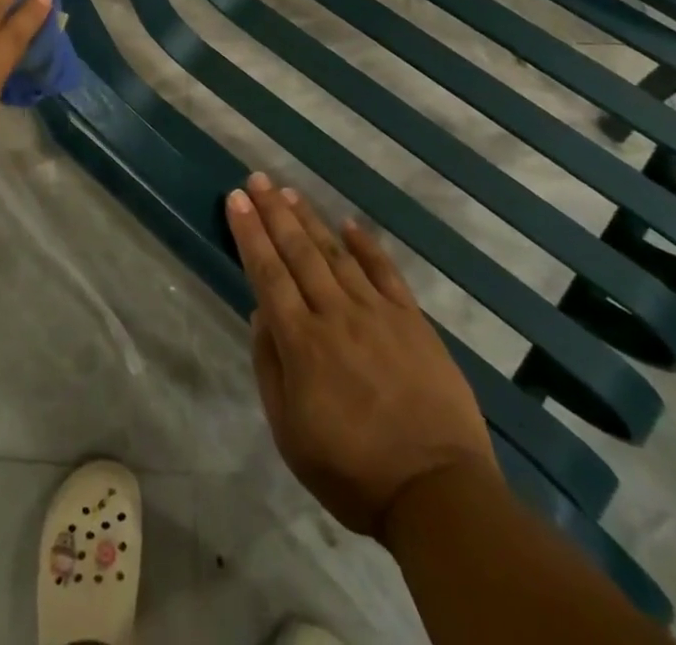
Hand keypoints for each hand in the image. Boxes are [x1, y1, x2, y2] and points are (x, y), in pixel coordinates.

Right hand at [226, 174, 497, 536]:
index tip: (236, 199)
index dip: (250, 233)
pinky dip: (366, 245)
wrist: (439, 495)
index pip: (267, 273)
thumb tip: (260, 314)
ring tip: (290, 191)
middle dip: (274, 212)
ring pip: (336, 254)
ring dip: (310, 219)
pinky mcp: (413, 322)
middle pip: (298, 252)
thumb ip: (270, 368)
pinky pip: (386, 272)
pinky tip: (349, 224)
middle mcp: (335, 315)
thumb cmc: (353, 471)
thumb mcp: (290, 432)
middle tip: (257, 179)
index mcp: (301, 342)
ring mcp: (378, 314)